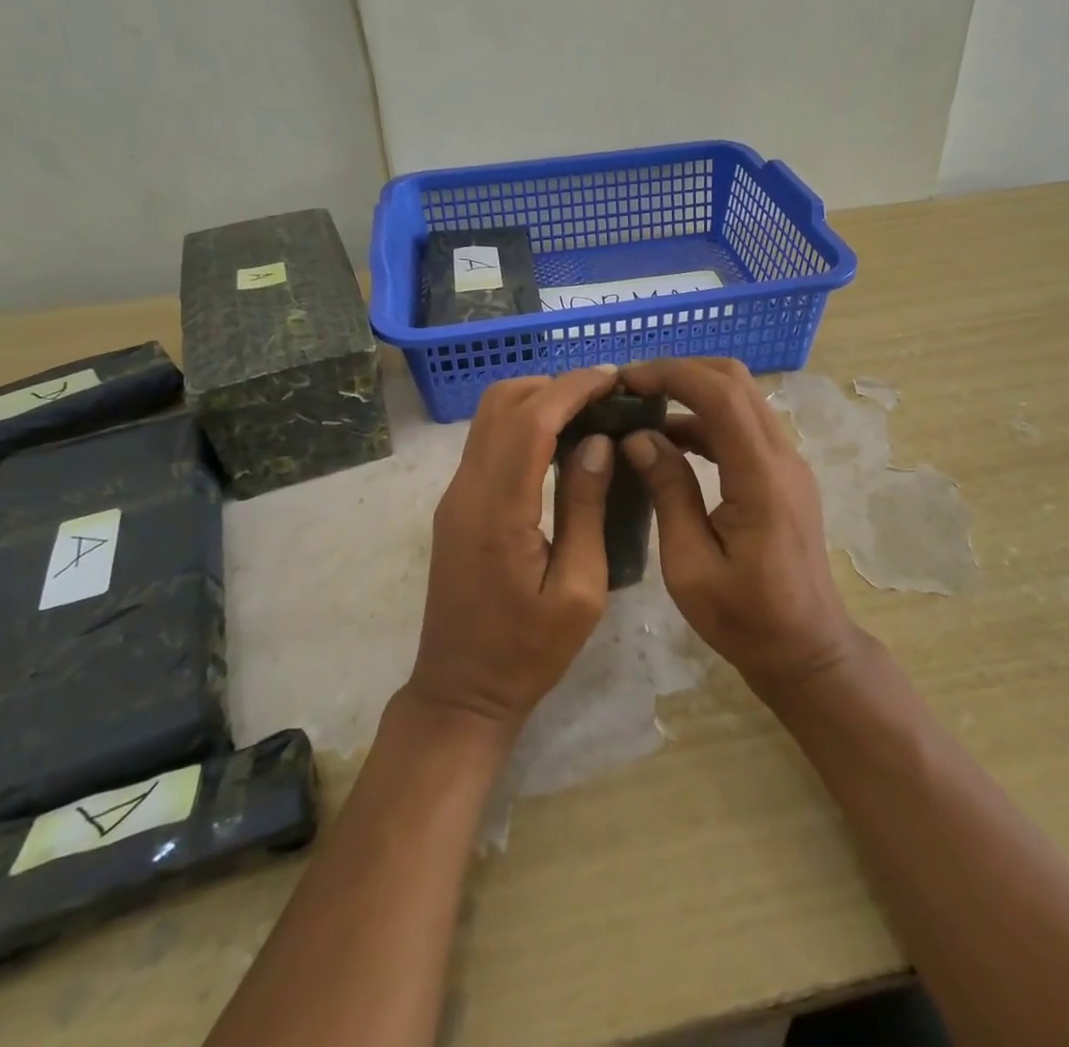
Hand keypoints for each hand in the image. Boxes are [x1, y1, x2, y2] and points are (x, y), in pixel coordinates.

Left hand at [406, 366, 620, 733]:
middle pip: (502, 403)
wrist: (460, 691)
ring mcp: (455, 495)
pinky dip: (523, 424)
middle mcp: (467, 490)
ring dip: (537, 401)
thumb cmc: (528, 653)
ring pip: (490, 418)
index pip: (530, 420)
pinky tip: (559, 444)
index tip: (612, 377)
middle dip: (554, 385)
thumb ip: (585, 508)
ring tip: (588, 415)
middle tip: (605, 398)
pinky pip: (487, 442)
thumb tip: (596, 442)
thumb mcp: (578, 590)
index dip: (571, 388)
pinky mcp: (456, 505)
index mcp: (499, 510)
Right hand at [617, 358, 859, 698]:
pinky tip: (668, 441)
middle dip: (680, 372)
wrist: (807, 650)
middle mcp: (782, 457)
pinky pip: (744, 426)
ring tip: (641, 410)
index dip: (671, 374)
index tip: (625, 381)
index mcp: (761, 478)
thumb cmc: (745, 619)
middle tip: (631, 388)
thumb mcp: (689, 565)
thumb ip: (668, 492)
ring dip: (692, 392)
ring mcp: (788, 463)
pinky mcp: (783, 474)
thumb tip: (638, 437)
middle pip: (735, 381)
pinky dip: (705, 419)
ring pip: (741, 398)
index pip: (720, 395)